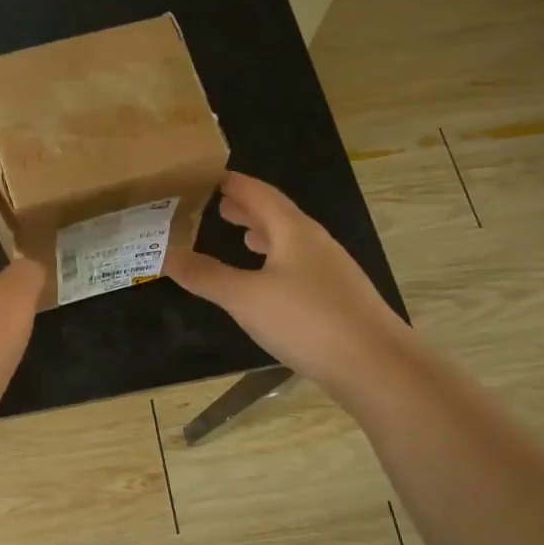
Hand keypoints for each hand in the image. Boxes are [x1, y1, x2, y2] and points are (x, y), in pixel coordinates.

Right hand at [165, 172, 404, 391]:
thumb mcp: (245, 298)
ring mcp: (331, 270)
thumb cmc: (307, 321)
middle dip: (247, 208)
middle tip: (216, 204)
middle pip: (277, 214)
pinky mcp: (337, 298)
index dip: (233, 183)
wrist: (377, 367)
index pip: (259, 193)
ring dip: (263, 234)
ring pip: (290, 241)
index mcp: (293, 231)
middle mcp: (315, 242)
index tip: (205, 177)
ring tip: (240, 236)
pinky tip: (268, 283)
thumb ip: (205, 275)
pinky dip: (276, 262)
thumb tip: (167, 253)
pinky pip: (299, 266)